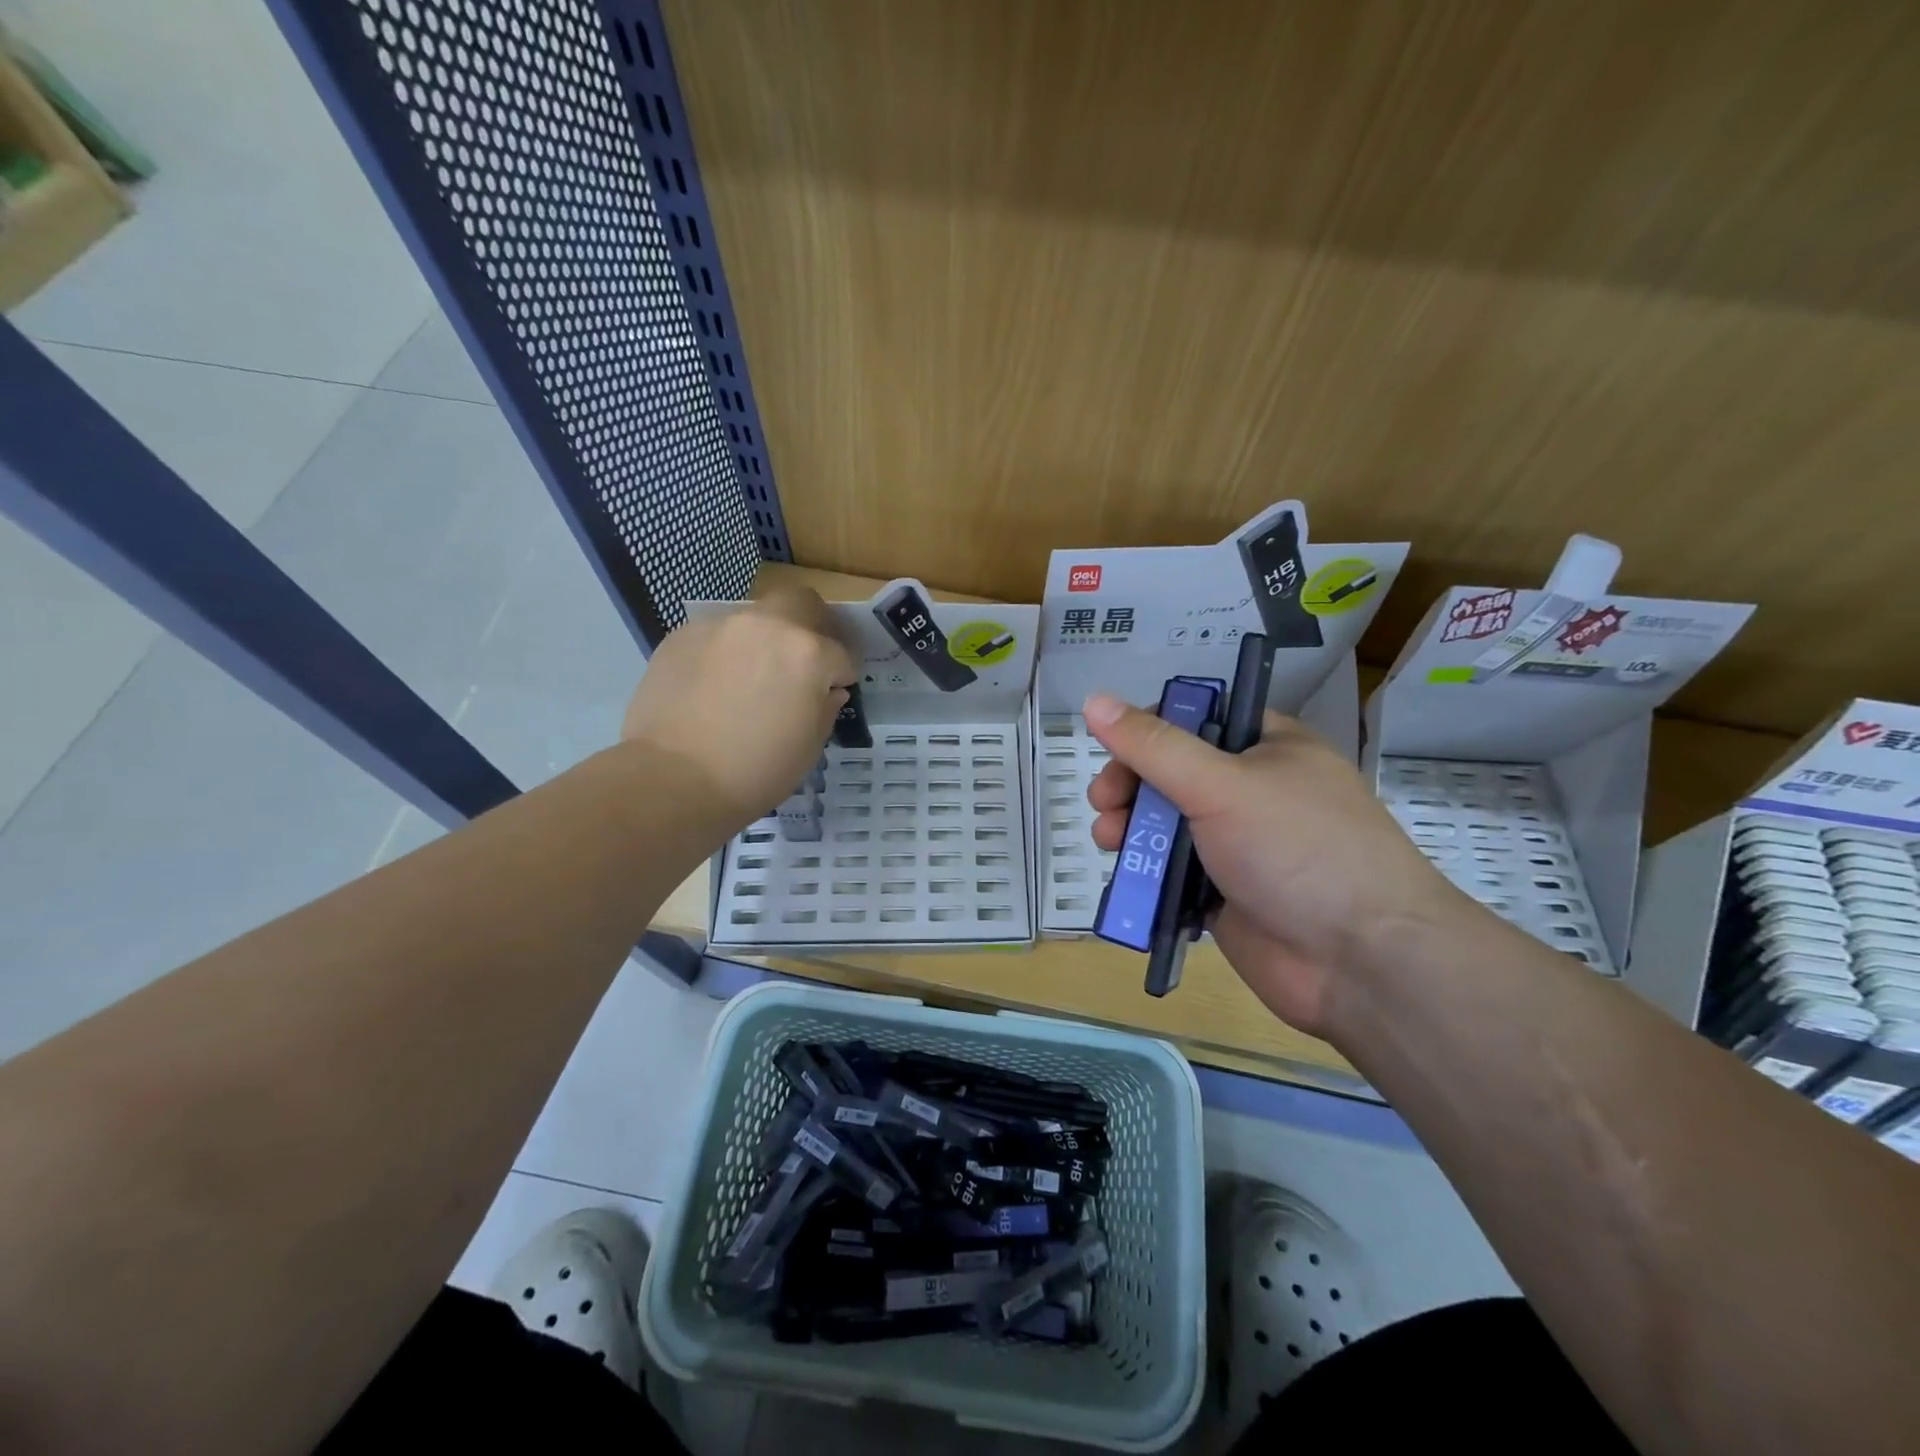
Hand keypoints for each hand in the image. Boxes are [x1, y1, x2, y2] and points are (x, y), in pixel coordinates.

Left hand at [622, 586, 855, 833]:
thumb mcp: (810, 747)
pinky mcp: (681, 636)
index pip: (840, 654)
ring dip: (764, 641)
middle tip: (804, 661)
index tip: (833, 692)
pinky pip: (717, 637)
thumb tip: (826, 691)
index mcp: (808, 653)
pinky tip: (714, 688)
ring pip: (754, 619)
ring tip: (751, 679)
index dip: (841, 676)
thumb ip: (825, 708)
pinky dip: (725, 654)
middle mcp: (766, 626)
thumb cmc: (756, 771)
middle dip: (812, 627)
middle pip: (801, 603)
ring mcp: (719, 627)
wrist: (672, 779)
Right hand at [1084, 693, 1466, 1036]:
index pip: (1195, 719)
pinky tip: (1127, 878)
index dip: (1149, 729)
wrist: (1362, 962)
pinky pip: (1172, 872)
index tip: (1116, 750)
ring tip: (1109, 840)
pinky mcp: (1224, 894)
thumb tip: (1094, 700)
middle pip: (1172, 774)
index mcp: (1267, 748)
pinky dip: (1146, 872)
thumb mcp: (1222, 785)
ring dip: (1131, 828)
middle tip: (1105, 802)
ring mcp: (1239, 845)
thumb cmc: (1298, 850)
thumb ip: (1153, 747)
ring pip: (1167, 825)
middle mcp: (1252, 791)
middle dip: (1131, 785)